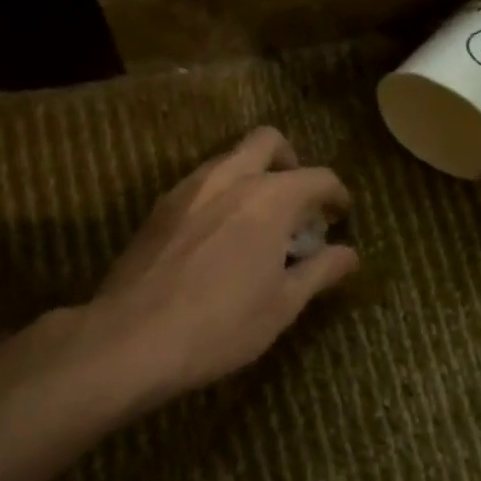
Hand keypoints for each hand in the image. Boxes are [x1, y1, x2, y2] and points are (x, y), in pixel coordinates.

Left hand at [69, 126, 357, 411]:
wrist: (130, 340)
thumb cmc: (220, 325)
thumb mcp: (282, 305)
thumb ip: (320, 271)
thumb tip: (350, 254)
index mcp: (269, 198)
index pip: (318, 177)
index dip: (336, 194)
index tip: (340, 215)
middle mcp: (230, 178)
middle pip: (268, 141)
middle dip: (290, 161)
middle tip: (297, 201)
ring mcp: (189, 188)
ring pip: (229, 158)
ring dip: (253, 176)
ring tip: (258, 221)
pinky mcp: (160, 207)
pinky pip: (201, 183)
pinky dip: (221, 194)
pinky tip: (219, 236)